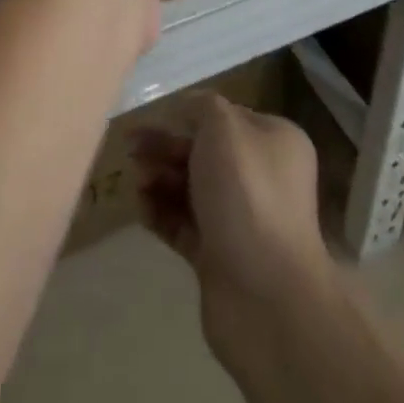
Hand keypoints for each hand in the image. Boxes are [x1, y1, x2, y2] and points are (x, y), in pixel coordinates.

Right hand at [131, 94, 330, 358]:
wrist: (265, 295)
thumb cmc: (247, 195)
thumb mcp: (223, 128)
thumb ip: (201, 107)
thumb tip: (186, 110)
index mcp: (273, 142)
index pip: (225, 118)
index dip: (188, 116)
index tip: (153, 119)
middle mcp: (262, 177)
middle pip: (204, 152)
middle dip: (166, 147)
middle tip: (130, 148)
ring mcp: (241, 219)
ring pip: (191, 188)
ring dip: (160, 178)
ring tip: (136, 181)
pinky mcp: (220, 256)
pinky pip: (184, 225)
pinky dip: (161, 213)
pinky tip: (141, 208)